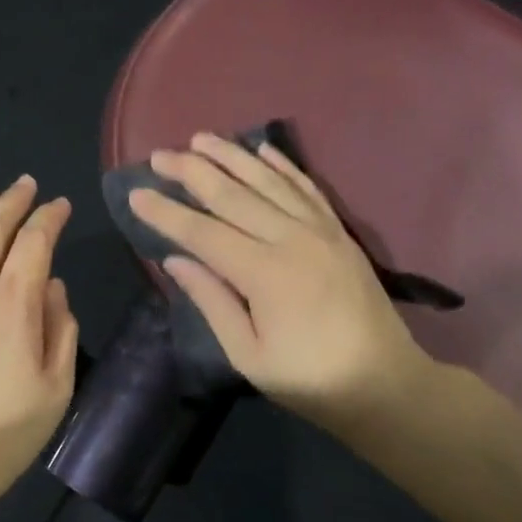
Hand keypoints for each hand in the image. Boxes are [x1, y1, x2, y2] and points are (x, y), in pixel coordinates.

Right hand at [130, 133, 435, 427]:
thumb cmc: (308, 379)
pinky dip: (283, 166)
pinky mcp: (339, 232)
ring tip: (201, 138)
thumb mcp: (248, 354)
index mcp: (264, 274)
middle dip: (192, 172)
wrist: (384, 383)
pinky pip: (307, 188)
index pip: (202, 233)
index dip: (167, 212)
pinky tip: (263, 150)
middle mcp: (291, 239)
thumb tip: (174, 260)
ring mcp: (320, 231)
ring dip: (232, 157)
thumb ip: (212, 301)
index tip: (136, 193)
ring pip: (268, 182)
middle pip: (232, 196)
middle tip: (159, 155)